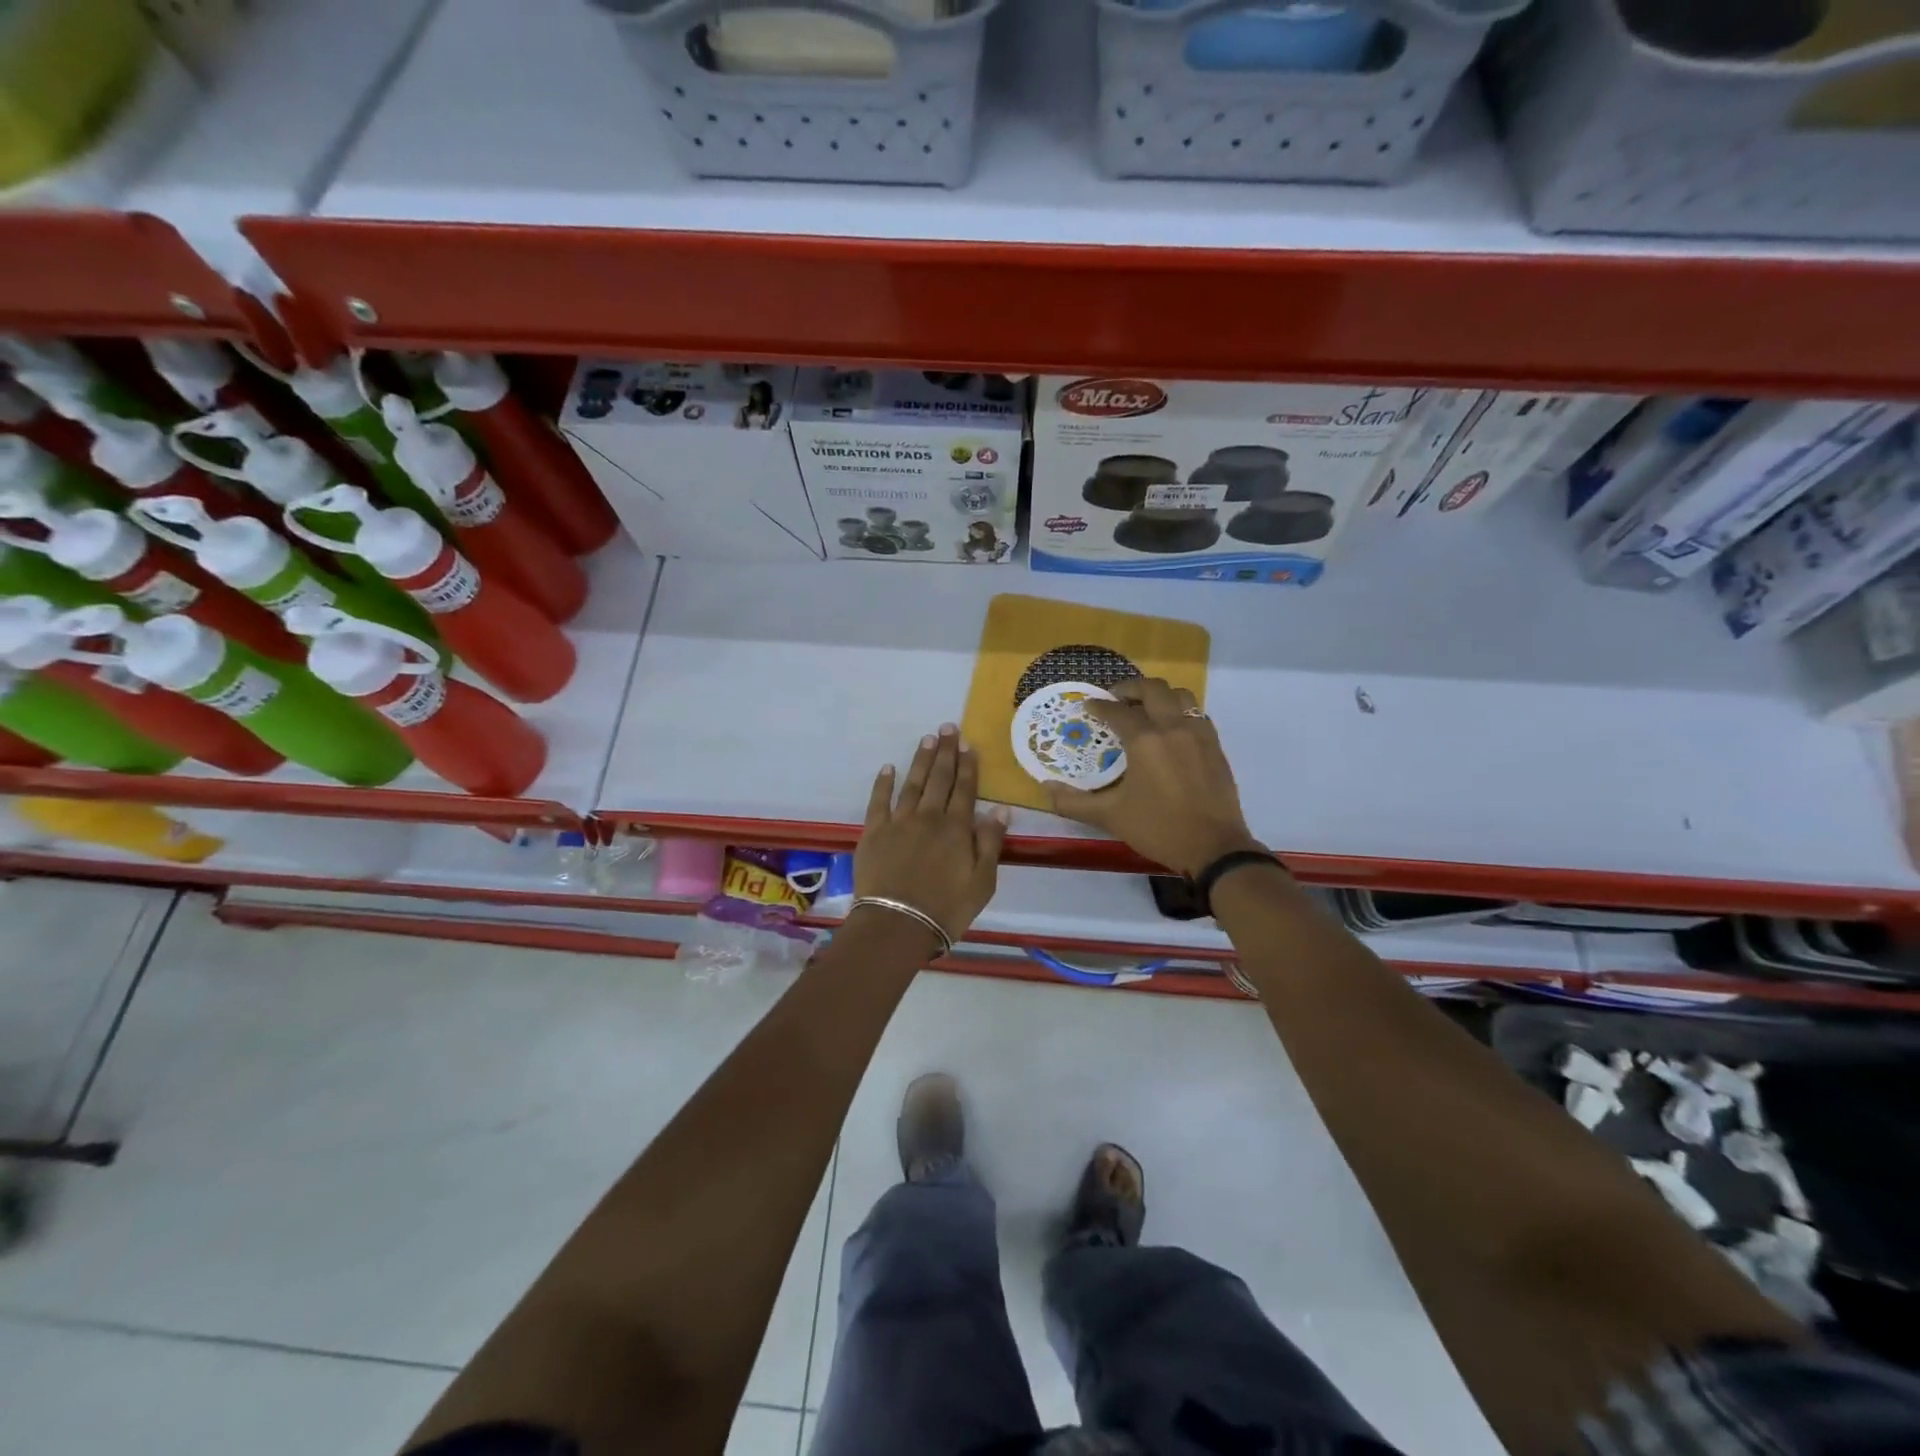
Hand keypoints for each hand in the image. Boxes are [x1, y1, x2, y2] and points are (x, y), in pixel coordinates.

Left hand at [855, 724, 1009, 949]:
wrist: (898, 924)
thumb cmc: (947, 908)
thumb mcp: (983, 881)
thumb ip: (990, 842)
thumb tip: (1000, 809)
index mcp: (956, 828)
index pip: (965, 789)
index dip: (968, 765)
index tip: (969, 744)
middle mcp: (928, 817)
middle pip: (939, 779)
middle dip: (945, 752)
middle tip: (947, 727)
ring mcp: (898, 822)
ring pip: (912, 783)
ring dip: (921, 760)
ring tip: (926, 739)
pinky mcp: (874, 833)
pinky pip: (878, 801)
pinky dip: (883, 783)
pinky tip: (888, 768)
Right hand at [1045, 679, 1262, 877]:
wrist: (1214, 848)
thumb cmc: (1158, 829)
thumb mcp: (1110, 816)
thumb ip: (1074, 802)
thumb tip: (1046, 787)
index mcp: (1145, 740)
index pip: (1117, 711)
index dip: (1099, 705)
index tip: (1088, 706)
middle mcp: (1173, 727)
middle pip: (1152, 689)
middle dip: (1130, 688)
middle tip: (1116, 699)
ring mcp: (1199, 734)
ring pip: (1180, 696)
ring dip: (1160, 695)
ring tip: (1146, 709)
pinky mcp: (1215, 746)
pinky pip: (1197, 714)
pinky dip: (1180, 712)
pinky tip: (1171, 731)